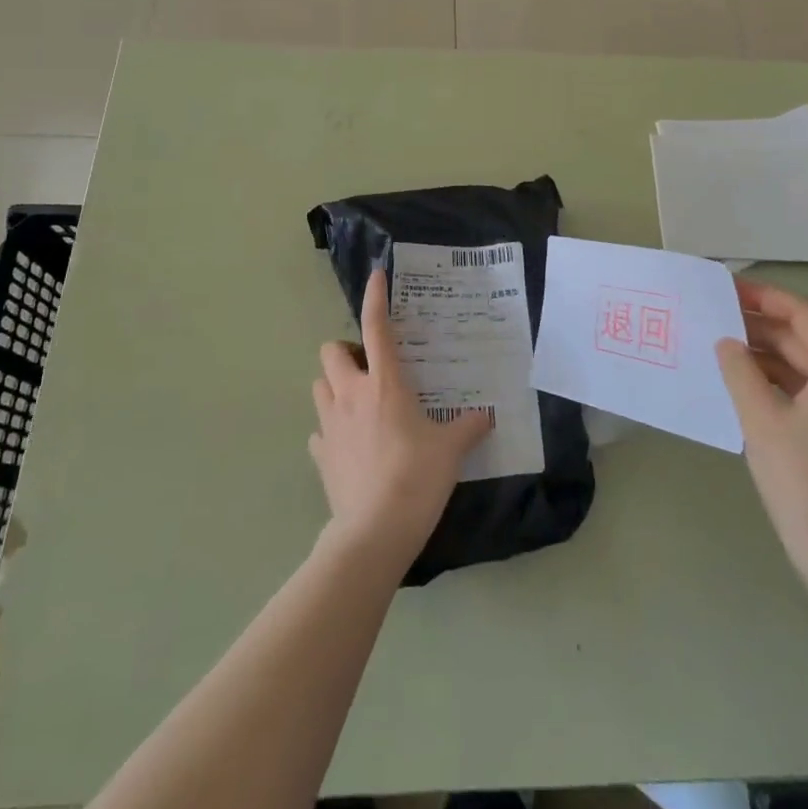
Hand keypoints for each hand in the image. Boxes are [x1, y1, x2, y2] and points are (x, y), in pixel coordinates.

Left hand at [308, 269, 491, 568]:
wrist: (374, 531)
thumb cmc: (416, 478)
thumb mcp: (451, 450)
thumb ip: (469, 427)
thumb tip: (488, 415)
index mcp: (384, 383)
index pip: (375, 327)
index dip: (375, 297)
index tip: (376, 276)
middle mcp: (350, 394)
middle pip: (331, 351)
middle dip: (346, 351)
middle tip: (369, 367)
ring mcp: (330, 425)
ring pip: (320, 385)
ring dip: (335, 385)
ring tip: (358, 401)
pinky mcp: (321, 454)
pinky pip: (319, 430)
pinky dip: (330, 429)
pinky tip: (348, 443)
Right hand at [716, 280, 807, 586]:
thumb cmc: (803, 479)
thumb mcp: (761, 418)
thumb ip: (740, 371)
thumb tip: (727, 343)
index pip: (803, 314)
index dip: (765, 297)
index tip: (726, 291)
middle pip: (803, 337)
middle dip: (760, 324)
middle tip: (714, 317)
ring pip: (801, 364)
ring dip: (763, 352)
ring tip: (720, 347)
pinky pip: (802, 390)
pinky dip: (772, 380)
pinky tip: (740, 385)